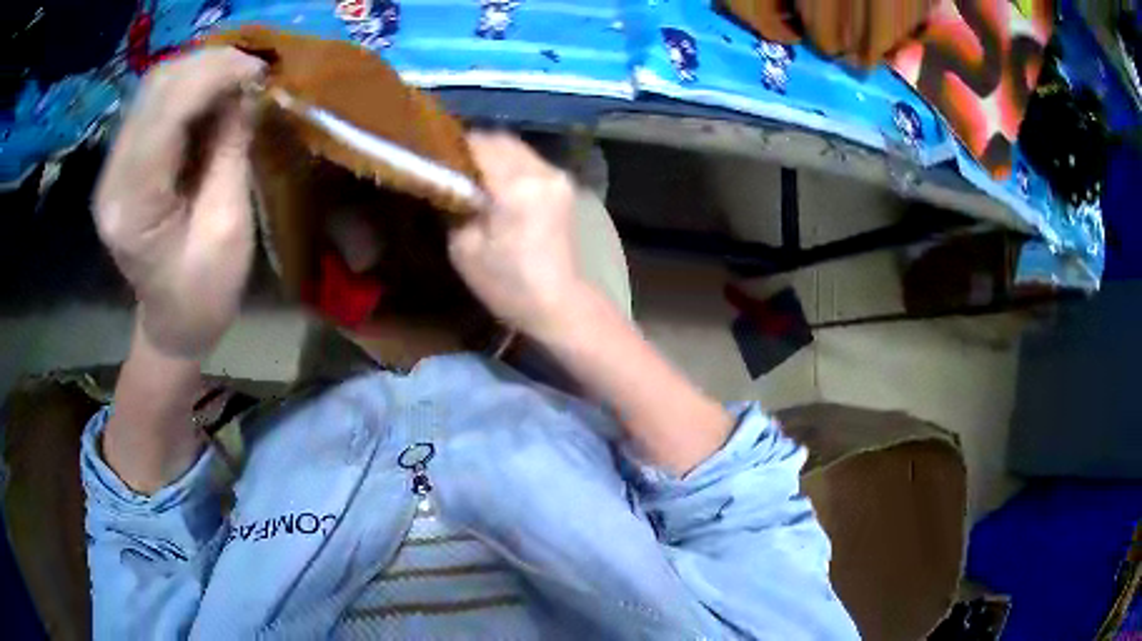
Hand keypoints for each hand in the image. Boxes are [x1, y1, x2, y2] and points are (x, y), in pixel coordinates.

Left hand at [94, 48, 265, 358]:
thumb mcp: (228, 226)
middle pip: (156, 90)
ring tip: (237, 78)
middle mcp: (113, 179)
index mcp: (134, 206)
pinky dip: (188, 87)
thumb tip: (248, 89)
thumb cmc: (204, 293)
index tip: (259, 70)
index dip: (214, 77)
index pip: (167, 113)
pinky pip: (153, 103)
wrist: (172, 324)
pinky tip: (214, 94)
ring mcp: (113, 168)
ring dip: (199, 70)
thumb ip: (231, 151)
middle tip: (253, 70)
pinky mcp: (121, 162)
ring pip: (154, 88)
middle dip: (209, 65)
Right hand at [448, 132, 589, 338]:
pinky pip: (529, 161)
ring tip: (469, 172)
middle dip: (472, 147)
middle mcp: (541, 171)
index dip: (452, 148)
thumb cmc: (507, 284)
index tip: (432, 156)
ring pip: (516, 147)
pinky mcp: (564, 185)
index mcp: (516, 187)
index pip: (478, 146)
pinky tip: (495, 182)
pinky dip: (509, 163)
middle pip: (500, 140)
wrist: (559, 304)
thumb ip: (453, 204)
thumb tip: (445, 180)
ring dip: (492, 153)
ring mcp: (557, 176)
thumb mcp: (463, 249)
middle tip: (448, 164)